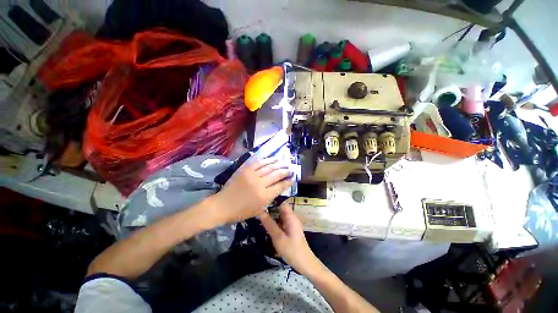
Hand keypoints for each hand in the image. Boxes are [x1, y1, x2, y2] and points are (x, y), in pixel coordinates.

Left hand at [212, 158, 292, 223]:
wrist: (223, 205)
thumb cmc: (241, 211)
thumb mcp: (259, 209)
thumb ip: (270, 198)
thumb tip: (279, 187)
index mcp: (264, 196)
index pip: (280, 186)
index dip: (288, 181)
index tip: (292, 179)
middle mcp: (260, 184)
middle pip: (277, 174)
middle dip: (285, 171)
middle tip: (290, 169)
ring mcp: (252, 175)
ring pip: (269, 166)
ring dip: (278, 164)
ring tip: (284, 163)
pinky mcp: (245, 169)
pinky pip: (259, 162)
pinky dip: (267, 160)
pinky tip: (273, 159)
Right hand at [260, 201, 323, 276]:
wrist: (305, 264)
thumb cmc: (292, 250)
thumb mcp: (278, 238)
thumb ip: (269, 225)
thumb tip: (261, 213)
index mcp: (291, 217)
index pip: (281, 203)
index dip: (272, 202)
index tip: (261, 203)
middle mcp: (291, 218)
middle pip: (279, 209)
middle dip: (270, 210)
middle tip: (257, 212)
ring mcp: (291, 224)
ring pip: (279, 216)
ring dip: (271, 217)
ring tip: (259, 218)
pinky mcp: (290, 230)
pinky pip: (281, 222)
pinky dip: (274, 223)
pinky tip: (267, 227)